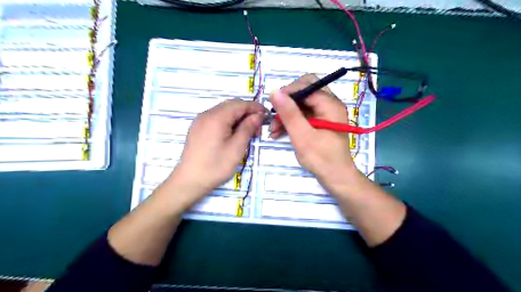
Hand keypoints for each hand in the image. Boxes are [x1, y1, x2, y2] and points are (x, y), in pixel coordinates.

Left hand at [170, 98, 264, 202]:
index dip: (255, 107)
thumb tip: (258, 115)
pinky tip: (234, 133)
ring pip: (224, 111)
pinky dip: (228, 121)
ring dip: (238, 117)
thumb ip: (248, 128)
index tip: (267, 115)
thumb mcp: (236, 148)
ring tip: (248, 132)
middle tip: (258, 127)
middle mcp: (207, 114)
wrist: (190, 181)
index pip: (239, 104)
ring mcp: (200, 121)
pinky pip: (216, 118)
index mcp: (216, 117)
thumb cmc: (215, 166)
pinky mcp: (198, 128)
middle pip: (231, 105)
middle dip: (247, 112)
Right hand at [269, 73, 357, 188]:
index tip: (273, 106)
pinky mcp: (319, 123)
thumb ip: (289, 114)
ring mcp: (325, 114)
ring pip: (301, 105)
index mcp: (330, 105)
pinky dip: (291, 122)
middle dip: (287, 103)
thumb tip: (274, 92)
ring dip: (286, 114)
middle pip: (304, 92)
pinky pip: (303, 115)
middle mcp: (329, 105)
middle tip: (274, 116)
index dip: (288, 92)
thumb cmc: (322, 159)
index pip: (307, 85)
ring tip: (273, 130)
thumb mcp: (302, 137)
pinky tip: (279, 132)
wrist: (336, 178)